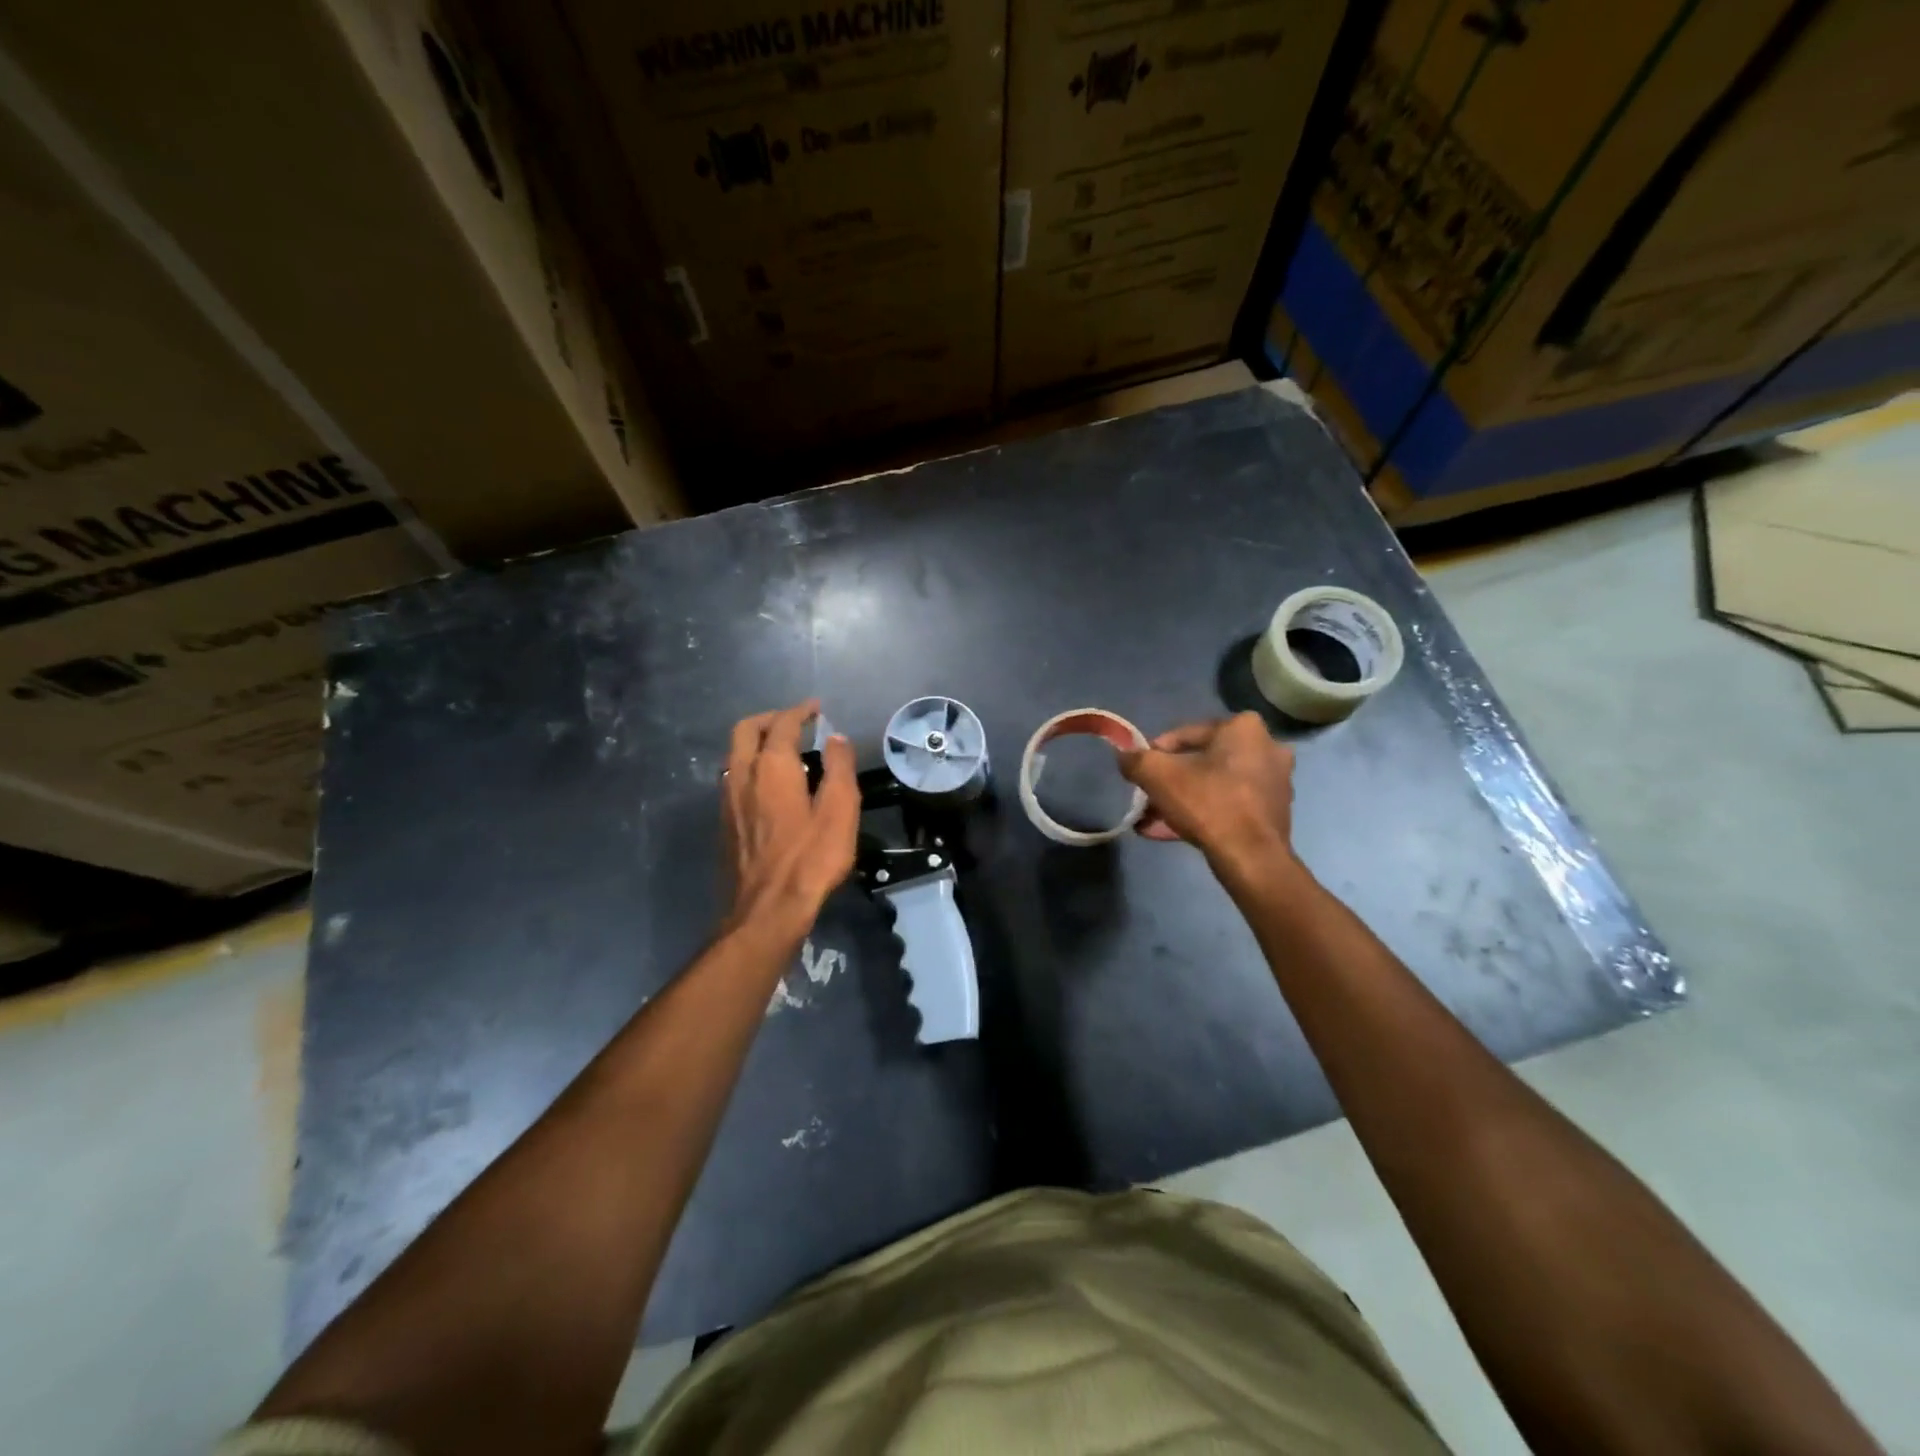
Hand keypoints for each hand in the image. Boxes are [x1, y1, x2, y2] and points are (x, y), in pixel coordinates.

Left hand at [722, 700, 858, 939]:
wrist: (766, 910)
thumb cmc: (810, 859)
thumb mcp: (840, 811)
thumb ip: (839, 769)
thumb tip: (837, 738)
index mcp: (772, 767)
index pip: (782, 724)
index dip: (800, 711)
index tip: (816, 708)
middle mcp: (742, 775)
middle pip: (746, 730)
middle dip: (770, 719)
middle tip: (794, 722)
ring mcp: (727, 800)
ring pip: (735, 754)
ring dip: (756, 742)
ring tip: (782, 750)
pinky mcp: (724, 823)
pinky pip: (733, 778)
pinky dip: (750, 766)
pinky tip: (768, 786)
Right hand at [1117, 713, 1297, 875]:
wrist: (1250, 857)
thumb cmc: (1206, 802)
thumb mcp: (1157, 774)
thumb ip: (1135, 760)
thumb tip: (1124, 756)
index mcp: (1244, 728)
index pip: (1186, 734)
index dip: (1155, 753)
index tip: (1139, 772)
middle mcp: (1266, 748)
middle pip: (1202, 762)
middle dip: (1169, 781)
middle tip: (1147, 797)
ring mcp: (1274, 782)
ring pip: (1214, 786)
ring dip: (1181, 800)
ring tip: (1152, 820)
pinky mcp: (1273, 813)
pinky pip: (1228, 806)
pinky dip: (1201, 815)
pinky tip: (1170, 832)